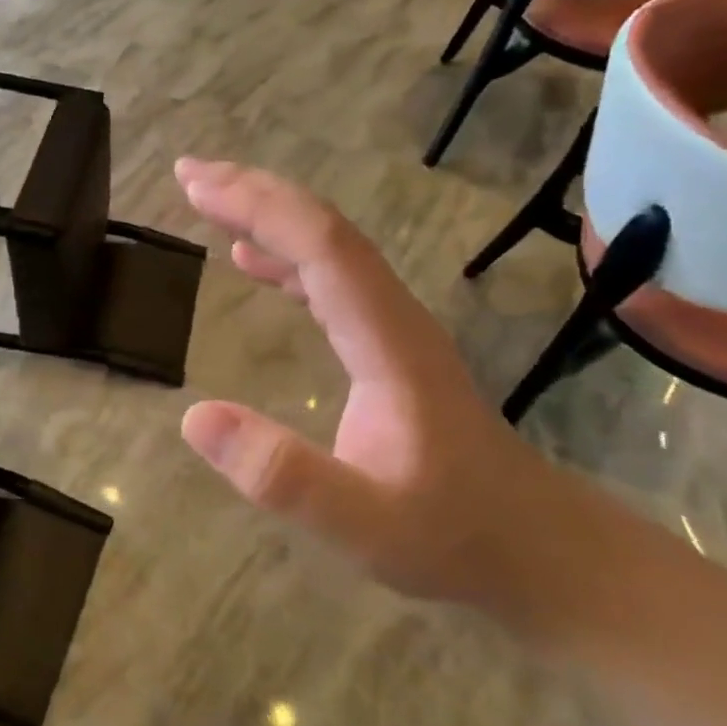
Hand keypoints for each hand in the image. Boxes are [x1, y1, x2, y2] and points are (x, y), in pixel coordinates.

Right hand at [174, 158, 556, 608]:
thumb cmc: (454, 536)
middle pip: (324, 230)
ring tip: (208, 199)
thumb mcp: (365, 525)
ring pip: (327, 246)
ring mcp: (391, 326)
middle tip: (188, 175)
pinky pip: (329, 277)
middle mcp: (392, 315)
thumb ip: (284, 476)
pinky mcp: (385, 345)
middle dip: (255, 192)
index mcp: (388, 340)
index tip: (195, 186)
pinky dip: (284, 253)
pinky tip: (250, 258)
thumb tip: (194, 417)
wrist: (538, 550)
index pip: (322, 247)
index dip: (258, 207)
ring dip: (267, 215)